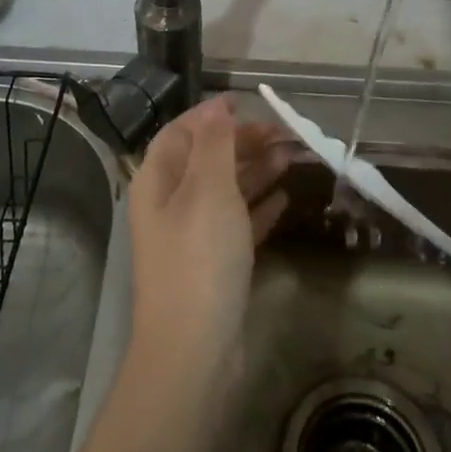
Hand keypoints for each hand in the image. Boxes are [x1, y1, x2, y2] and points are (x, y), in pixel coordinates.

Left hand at [126, 96, 291, 381]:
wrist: (194, 350)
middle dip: (242, 142)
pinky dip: (259, 208)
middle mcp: (171, 205)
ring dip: (256, 171)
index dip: (210, 115)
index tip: (246, 101)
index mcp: (158, 182)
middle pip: (206, 160)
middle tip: (284, 133)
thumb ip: (214, 145)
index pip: (180, 133)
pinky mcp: (215, 265)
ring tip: (292, 157)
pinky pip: (238, 224)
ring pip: (225, 191)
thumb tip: (217, 108)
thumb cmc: (199, 258)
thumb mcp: (207, 190)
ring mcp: (193, 237)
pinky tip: (285, 198)